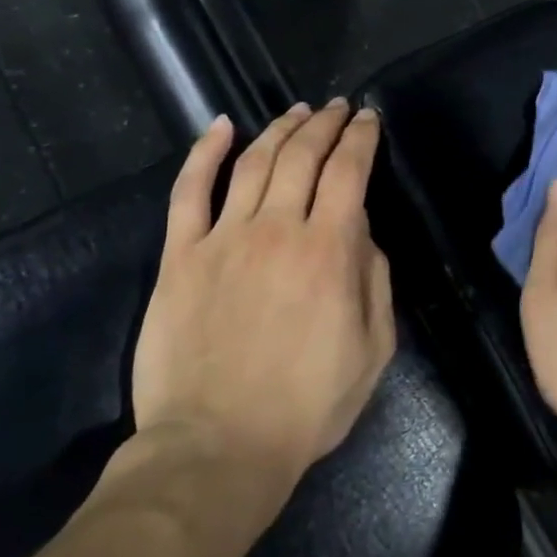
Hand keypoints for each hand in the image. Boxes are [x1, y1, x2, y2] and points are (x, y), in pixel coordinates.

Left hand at [129, 100, 396, 492]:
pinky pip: (190, 191)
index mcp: (328, 251)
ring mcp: (223, 238)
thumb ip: (375, 280)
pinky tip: (221, 126)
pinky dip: (205, 153)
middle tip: (336, 107)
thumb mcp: (373, 349)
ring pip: (254, 162)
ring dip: (279, 129)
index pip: (349, 171)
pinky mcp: (180, 256)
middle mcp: (277, 229)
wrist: (217, 448)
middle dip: (324, 123)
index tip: (368, 119)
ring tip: (296, 111)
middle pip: (303, 155)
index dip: (361, 138)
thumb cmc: (305, 406)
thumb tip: (362, 231)